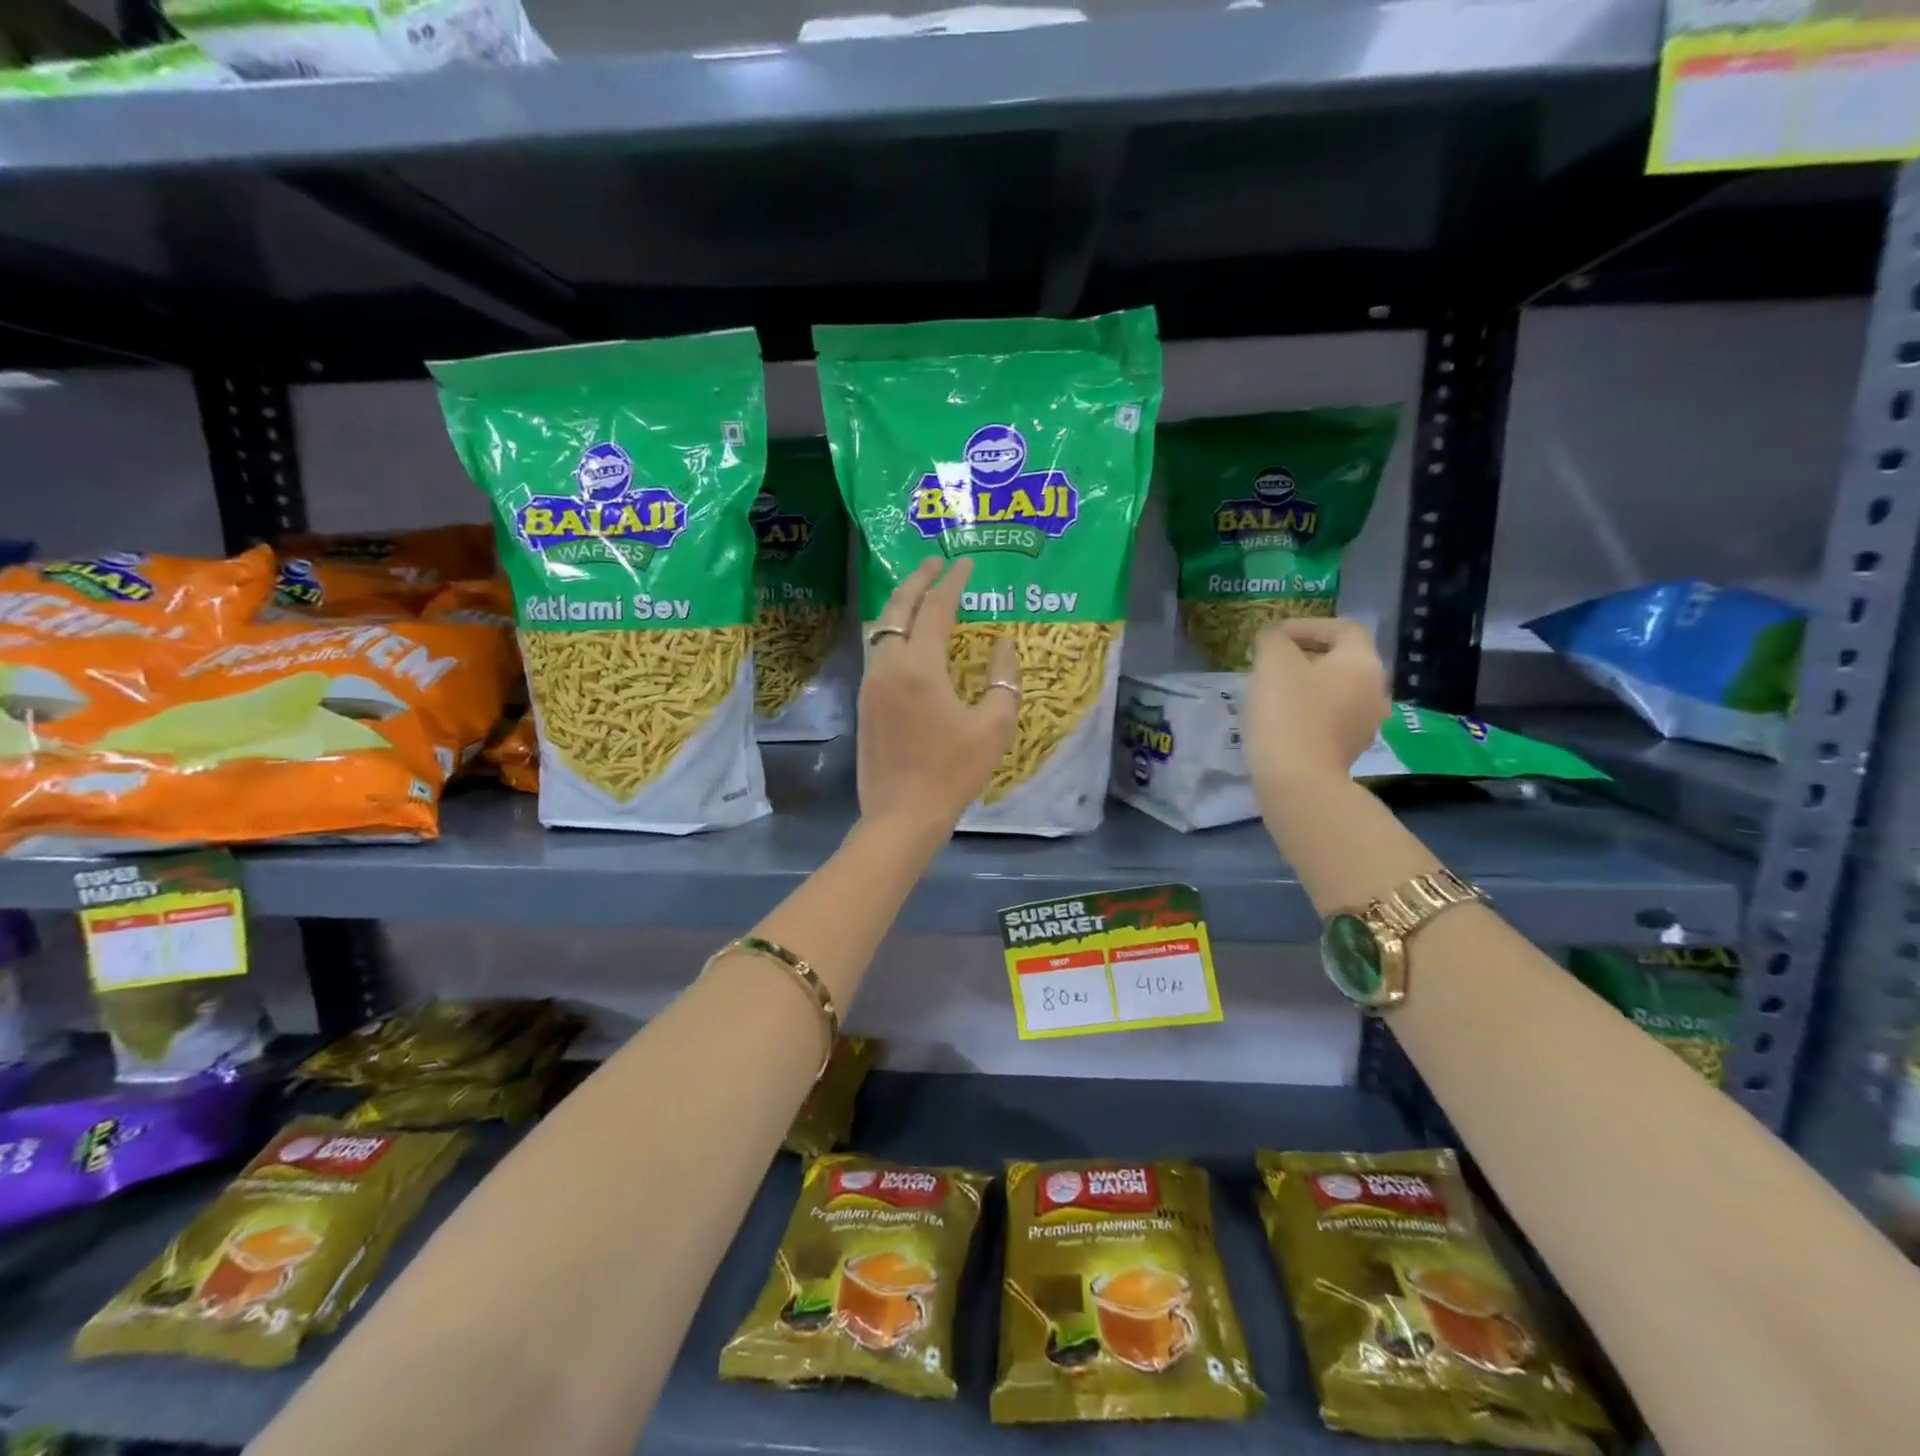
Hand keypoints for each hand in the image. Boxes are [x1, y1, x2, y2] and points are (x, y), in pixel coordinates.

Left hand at [856, 557, 1019, 834]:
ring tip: (920, 595)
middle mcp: (887, 666)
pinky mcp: (864, 703)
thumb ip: (1003, 679)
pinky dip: (893, 633)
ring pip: (882, 629)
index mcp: (919, 666)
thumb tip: (1002, 645)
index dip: (953, 582)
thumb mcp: (993, 726)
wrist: (901, 814)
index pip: (936, 608)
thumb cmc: (953, 771)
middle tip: (934, 563)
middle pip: (898, 609)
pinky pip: (878, 652)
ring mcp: (870, 684)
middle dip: (916, 580)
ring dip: (901, 606)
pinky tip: (908, 640)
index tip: (966, 563)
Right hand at [1244, 618, 1389, 810]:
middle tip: (1270, 661)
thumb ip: (1273, 640)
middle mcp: (1375, 690)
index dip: (1307, 625)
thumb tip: (1273, 636)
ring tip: (1273, 690)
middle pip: (1341, 661)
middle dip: (1306, 656)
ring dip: (1307, 685)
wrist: (1298, 780)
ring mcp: (1366, 724)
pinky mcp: (1349, 750)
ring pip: (1336, 691)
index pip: (1342, 629)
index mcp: (1362, 662)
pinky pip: (1331, 718)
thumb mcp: (1273, 663)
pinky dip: (1310, 711)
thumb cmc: (1288, 712)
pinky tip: (1282, 719)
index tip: (1274, 634)